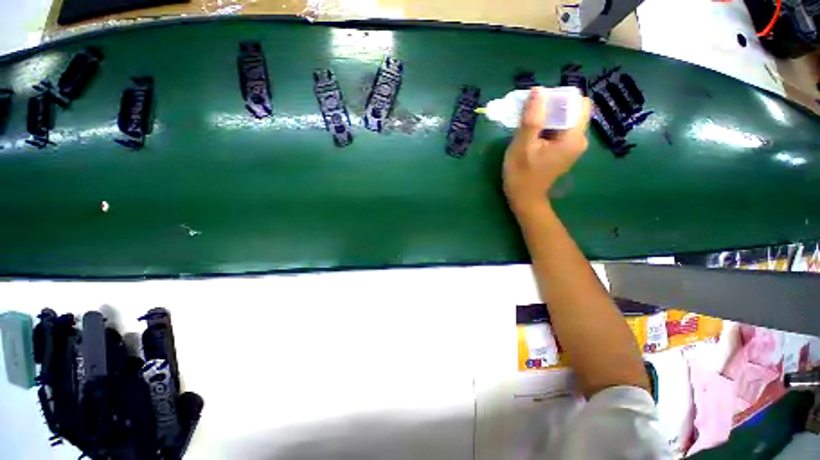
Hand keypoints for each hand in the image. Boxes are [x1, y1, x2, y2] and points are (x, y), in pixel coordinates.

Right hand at [503, 87, 590, 213]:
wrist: (524, 198)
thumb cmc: (521, 175)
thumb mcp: (522, 146)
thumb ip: (532, 119)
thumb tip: (538, 90)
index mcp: (573, 137)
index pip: (577, 102)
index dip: (558, 98)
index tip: (537, 106)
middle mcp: (579, 139)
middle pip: (573, 109)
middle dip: (552, 106)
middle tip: (530, 115)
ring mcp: (573, 145)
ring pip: (566, 118)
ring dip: (548, 116)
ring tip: (528, 125)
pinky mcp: (565, 150)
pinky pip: (560, 129)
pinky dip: (547, 126)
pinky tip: (533, 135)